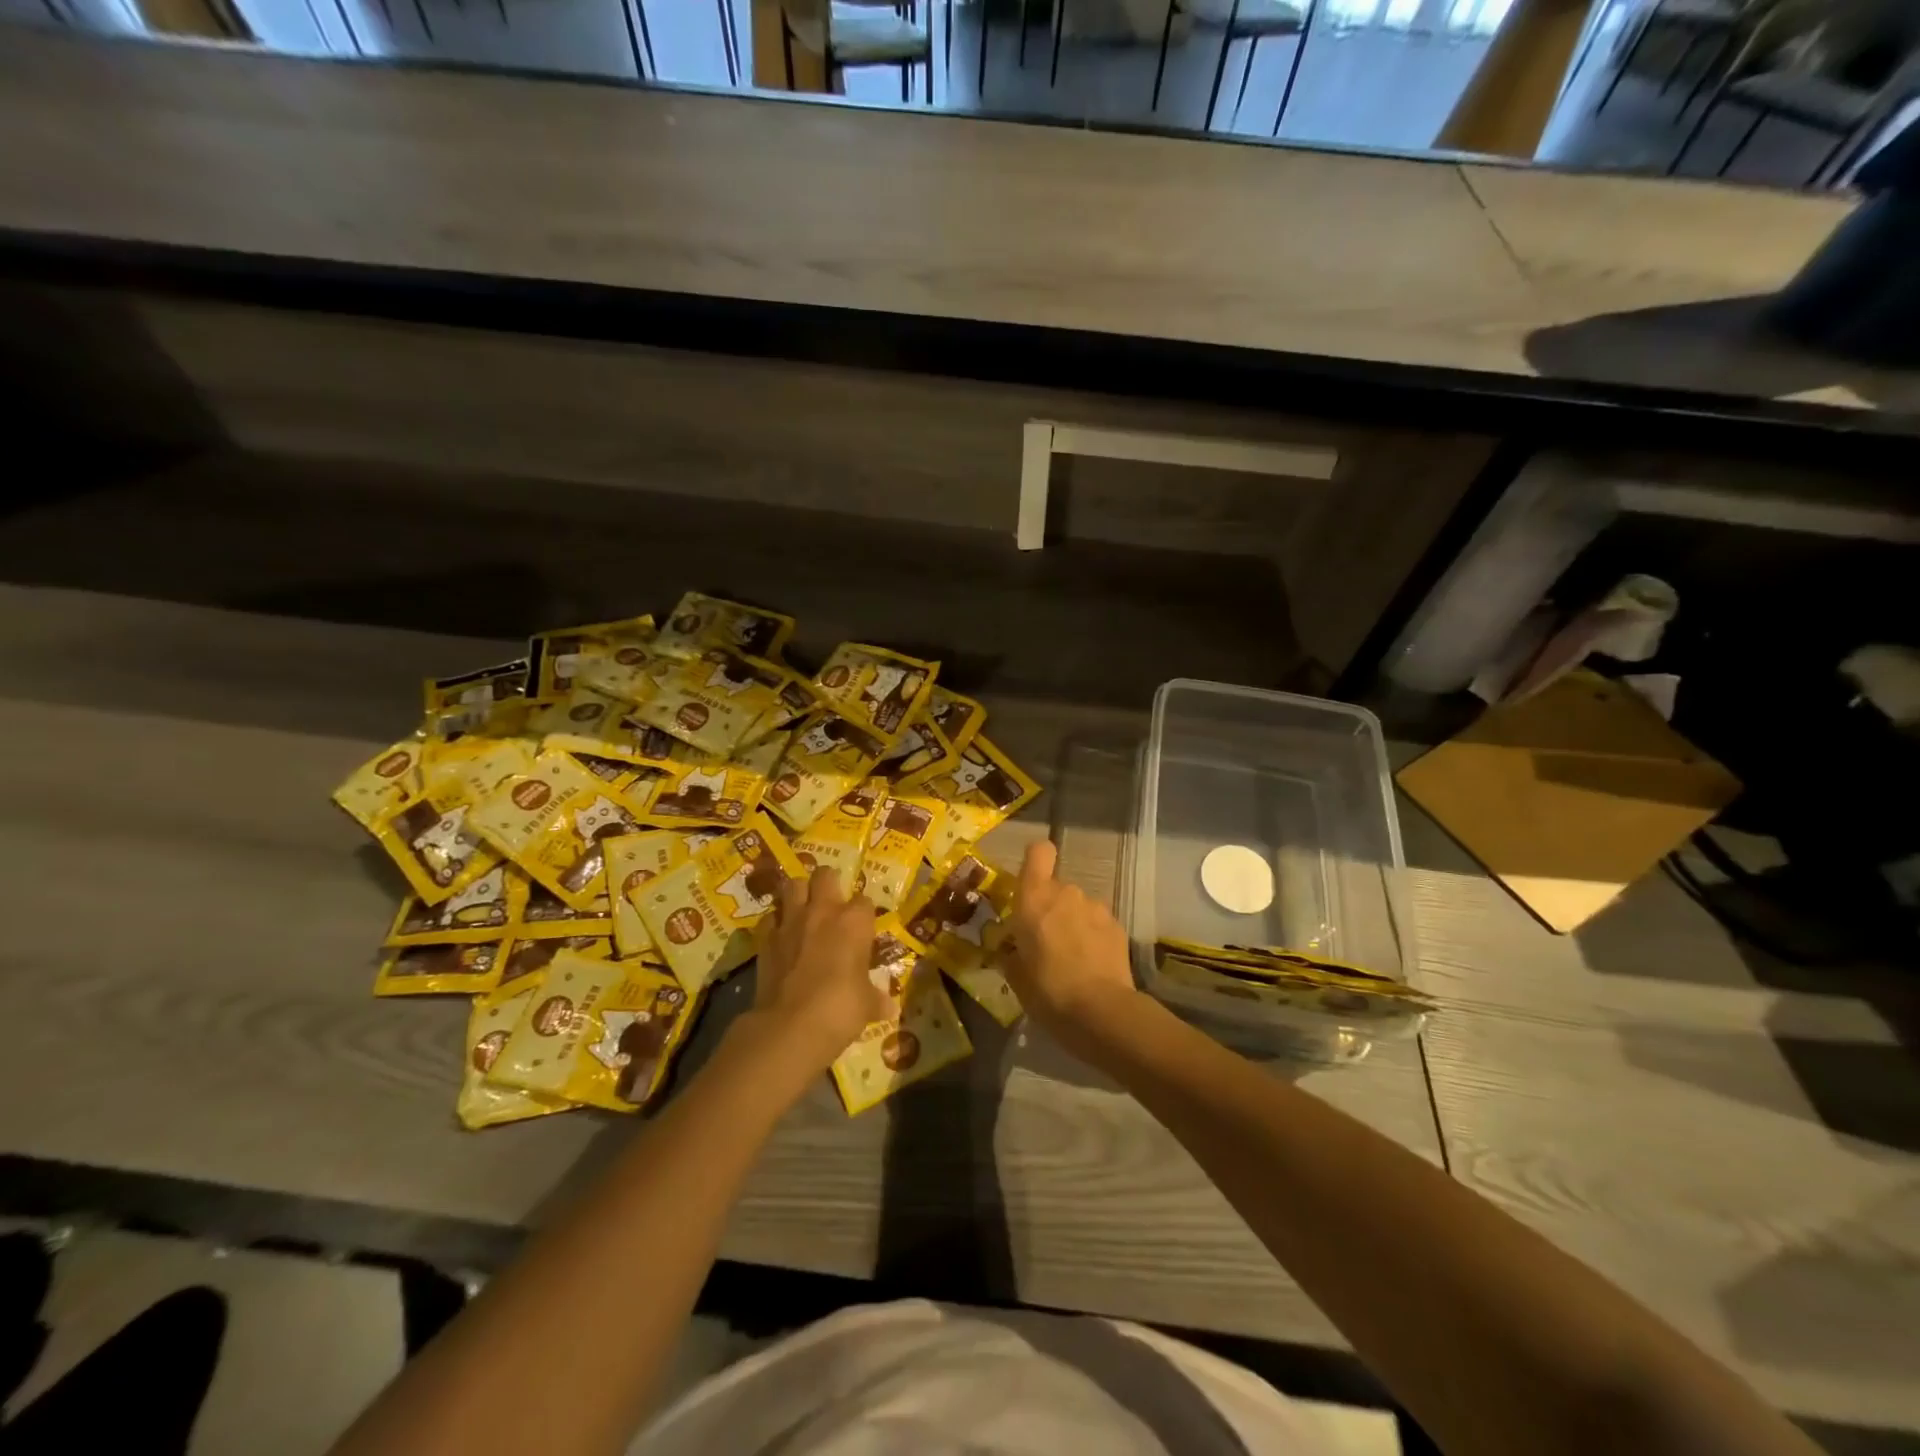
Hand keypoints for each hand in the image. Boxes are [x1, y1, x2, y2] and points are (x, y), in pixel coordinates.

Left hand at [748, 867, 889, 1072]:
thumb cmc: (841, 1009)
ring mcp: (790, 922)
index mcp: (854, 921)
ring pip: (792, 885)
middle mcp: (823, 911)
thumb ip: (876, 999)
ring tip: (803, 909)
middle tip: (831, 902)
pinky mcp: (765, 939)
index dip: (864, 914)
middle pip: (825, 875)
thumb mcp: (867, 1006)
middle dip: (828, 883)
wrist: (791, 1025)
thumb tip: (890, 1007)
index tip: (863, 928)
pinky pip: (770, 918)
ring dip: (798, 893)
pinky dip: (776, 923)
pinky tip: (781, 937)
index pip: (865, 901)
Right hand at [1006, 841, 1138, 1052]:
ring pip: (1079, 906)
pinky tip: (1092, 966)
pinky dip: (1093, 937)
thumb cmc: (1047, 990)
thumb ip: (1012, 953)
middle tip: (1044, 941)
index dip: (1035, 860)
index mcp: (1035, 898)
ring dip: (1073, 922)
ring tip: (1071, 958)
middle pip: (1056, 886)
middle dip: (1050, 907)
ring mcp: (1096, 908)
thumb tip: (1013, 949)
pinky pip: (1098, 923)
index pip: (1039, 852)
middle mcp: (1067, 893)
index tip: (1029, 883)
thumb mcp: (1015, 976)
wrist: (1100, 1012)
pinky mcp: (1118, 926)